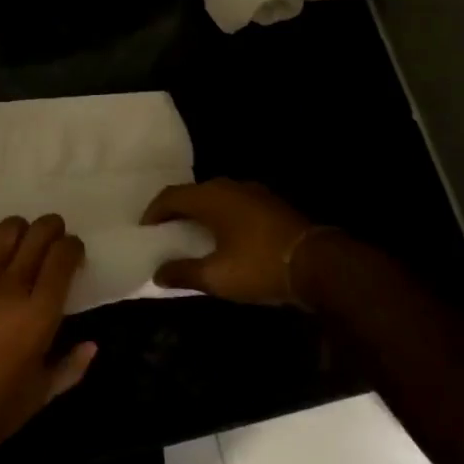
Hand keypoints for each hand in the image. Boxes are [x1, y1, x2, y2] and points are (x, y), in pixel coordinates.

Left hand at [0, 216, 96, 462]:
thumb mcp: (42, 395)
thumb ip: (70, 366)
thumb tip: (92, 345)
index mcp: (40, 314)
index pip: (63, 259)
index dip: (72, 247)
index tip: (73, 251)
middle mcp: (11, 288)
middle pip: (36, 237)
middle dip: (51, 228)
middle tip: (53, 233)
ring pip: (2, 234)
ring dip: (17, 227)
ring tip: (20, 235)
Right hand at [143, 179, 317, 305]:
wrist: (319, 264)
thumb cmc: (260, 266)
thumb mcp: (217, 276)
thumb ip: (183, 272)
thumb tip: (157, 273)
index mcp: (210, 198)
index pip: (170, 196)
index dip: (153, 212)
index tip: (145, 230)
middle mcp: (229, 187)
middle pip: (192, 193)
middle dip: (176, 210)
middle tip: (165, 231)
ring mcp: (253, 192)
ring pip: (215, 197)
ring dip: (200, 212)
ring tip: (191, 234)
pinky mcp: (270, 204)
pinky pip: (234, 204)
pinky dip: (220, 216)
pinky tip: (223, 236)